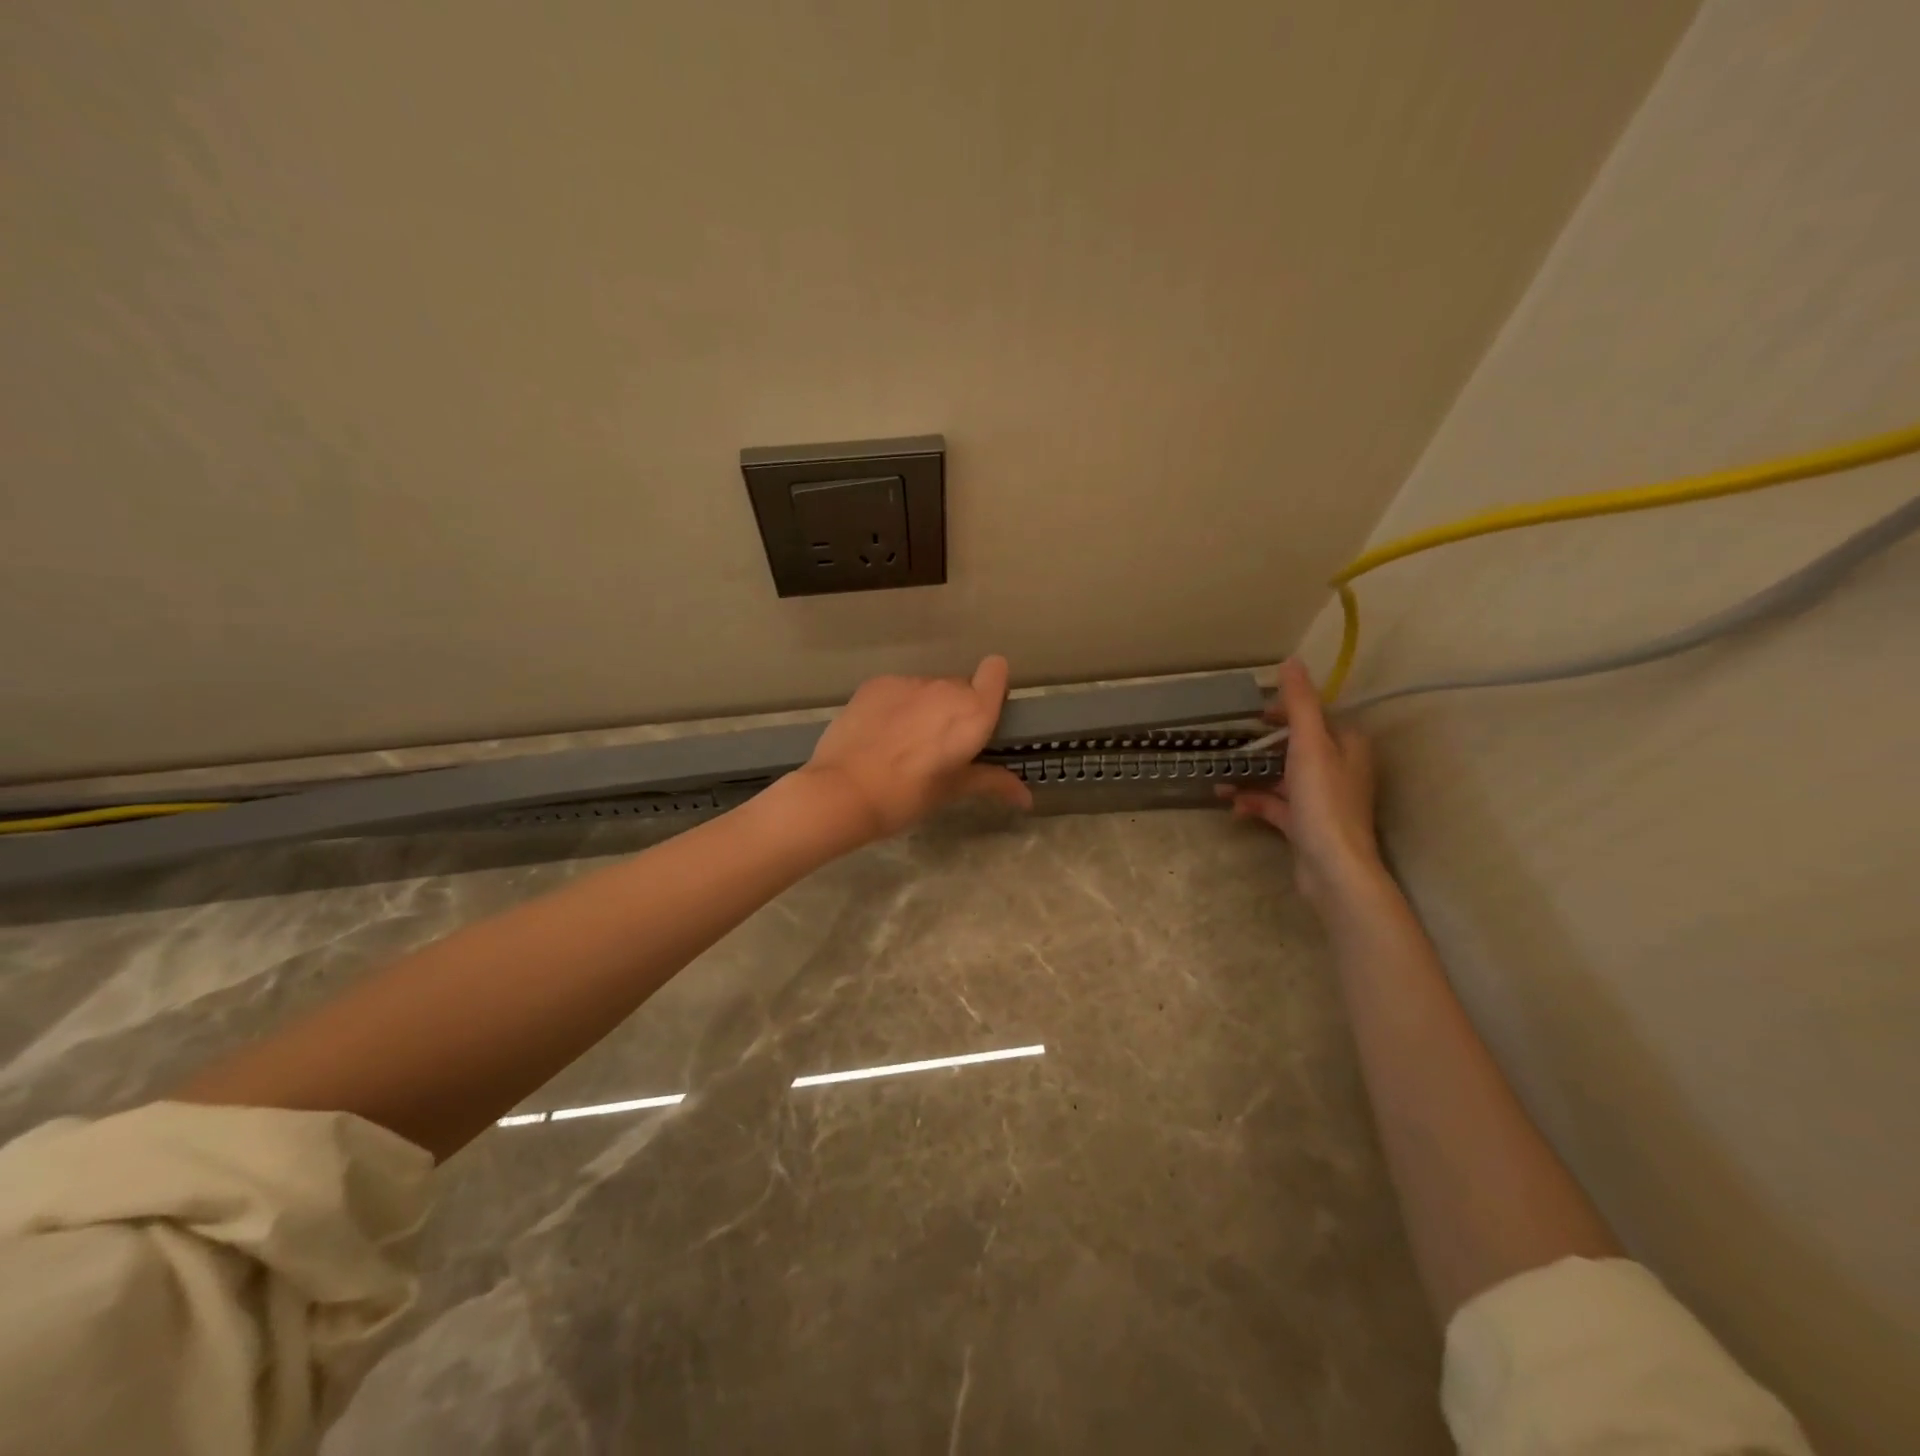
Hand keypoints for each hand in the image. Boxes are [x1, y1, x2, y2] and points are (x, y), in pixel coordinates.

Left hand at [796, 656, 1034, 842]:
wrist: (844, 791)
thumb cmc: (907, 796)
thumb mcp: (952, 790)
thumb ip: (992, 782)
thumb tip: (1026, 798)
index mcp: (973, 713)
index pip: (996, 671)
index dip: (992, 688)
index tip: (983, 714)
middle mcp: (945, 688)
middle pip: (961, 687)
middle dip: (957, 709)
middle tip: (941, 746)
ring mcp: (908, 682)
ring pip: (928, 688)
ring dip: (926, 707)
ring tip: (905, 742)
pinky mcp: (877, 683)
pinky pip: (899, 690)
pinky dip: (897, 705)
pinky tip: (881, 734)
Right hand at [1217, 658, 1383, 908]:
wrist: (1333, 868)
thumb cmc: (1323, 801)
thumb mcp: (1309, 744)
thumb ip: (1299, 703)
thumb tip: (1292, 661)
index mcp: (1348, 746)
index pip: (1316, 717)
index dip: (1286, 712)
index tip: (1254, 714)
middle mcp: (1341, 770)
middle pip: (1299, 747)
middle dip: (1265, 745)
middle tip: (1235, 742)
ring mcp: (1324, 801)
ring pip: (1284, 778)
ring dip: (1254, 775)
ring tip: (1222, 776)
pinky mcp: (1308, 826)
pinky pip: (1277, 806)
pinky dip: (1255, 802)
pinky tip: (1232, 805)